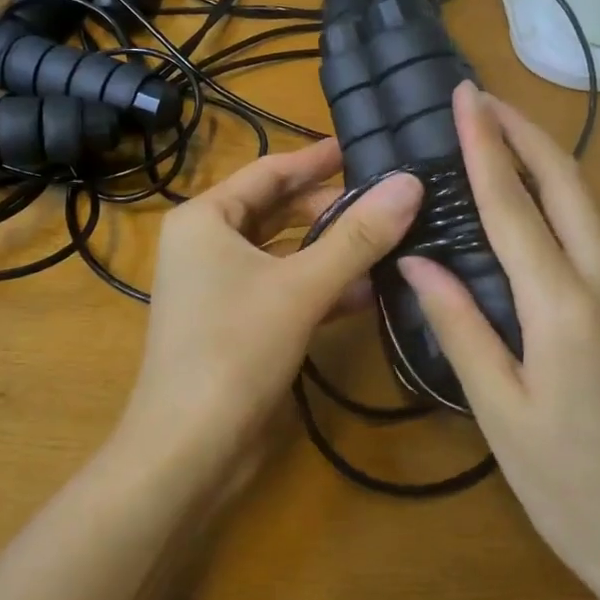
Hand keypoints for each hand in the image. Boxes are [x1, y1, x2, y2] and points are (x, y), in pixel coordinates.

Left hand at [117, 139, 423, 484]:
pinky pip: (285, 288)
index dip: (317, 159)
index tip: (362, 148)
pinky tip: (369, 291)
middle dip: (331, 207)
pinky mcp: (237, 323)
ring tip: (390, 239)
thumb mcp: (302, 287)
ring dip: (332, 249)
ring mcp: (220, 286)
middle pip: (278, 210)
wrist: (188, 451)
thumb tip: (411, 184)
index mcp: (205, 219)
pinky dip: (321, 286)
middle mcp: (206, 244)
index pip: (269, 171)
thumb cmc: (235, 349)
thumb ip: (358, 236)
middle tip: (388, 200)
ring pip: (285, 252)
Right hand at [398, 85, 599, 593]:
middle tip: (481, 96)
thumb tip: (417, 259)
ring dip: (541, 159)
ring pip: (584, 205)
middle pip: (567, 184)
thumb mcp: (499, 410)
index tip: (465, 98)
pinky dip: (553, 199)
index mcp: (564, 307)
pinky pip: (588, 235)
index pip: (515, 207)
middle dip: (524, 131)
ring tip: (495, 133)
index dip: (485, 147)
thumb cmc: (569, 485)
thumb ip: (460, 325)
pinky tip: (524, 201)